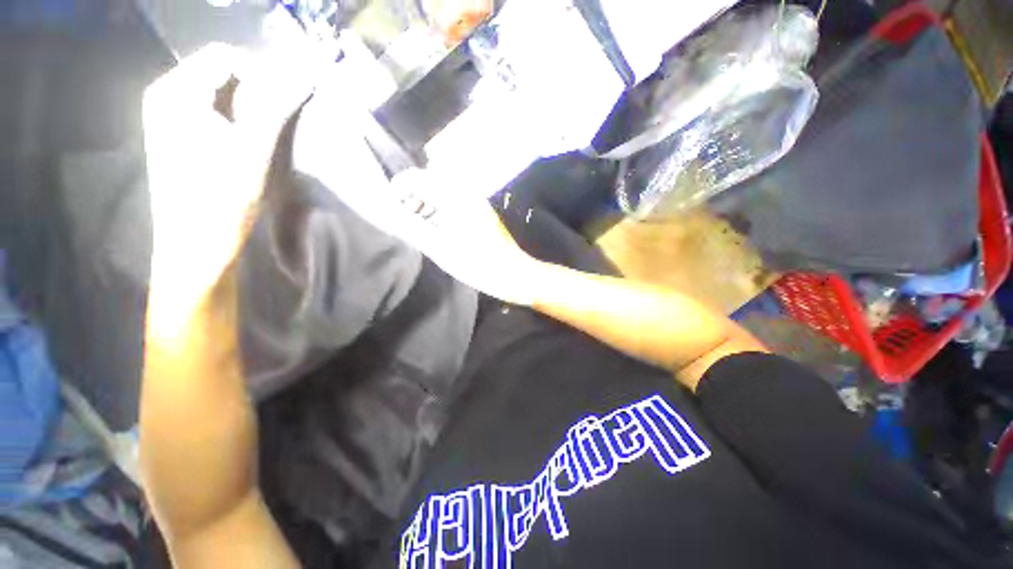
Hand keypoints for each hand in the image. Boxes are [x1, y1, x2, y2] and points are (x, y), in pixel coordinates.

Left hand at [143, 44, 312, 316]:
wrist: (196, 243)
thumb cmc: (223, 196)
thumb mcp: (256, 149)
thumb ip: (279, 107)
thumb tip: (306, 76)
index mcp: (175, 92)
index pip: (226, 58)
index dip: (262, 76)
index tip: (286, 106)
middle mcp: (165, 96)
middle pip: (220, 74)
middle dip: (256, 93)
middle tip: (279, 123)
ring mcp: (167, 117)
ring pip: (219, 95)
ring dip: (249, 110)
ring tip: (266, 137)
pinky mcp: (175, 136)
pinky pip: (212, 113)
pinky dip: (236, 122)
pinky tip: (248, 145)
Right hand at [390, 169, 545, 305]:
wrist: (511, 272)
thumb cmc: (476, 263)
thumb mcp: (439, 248)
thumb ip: (411, 227)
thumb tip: (389, 212)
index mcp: (455, 196)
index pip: (419, 177)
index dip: (400, 187)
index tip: (391, 205)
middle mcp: (466, 192)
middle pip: (431, 181)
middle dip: (413, 196)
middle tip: (406, 218)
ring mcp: (476, 201)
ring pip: (443, 191)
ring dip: (427, 202)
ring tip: (419, 224)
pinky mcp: (481, 211)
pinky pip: (454, 201)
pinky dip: (440, 209)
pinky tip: (438, 227)